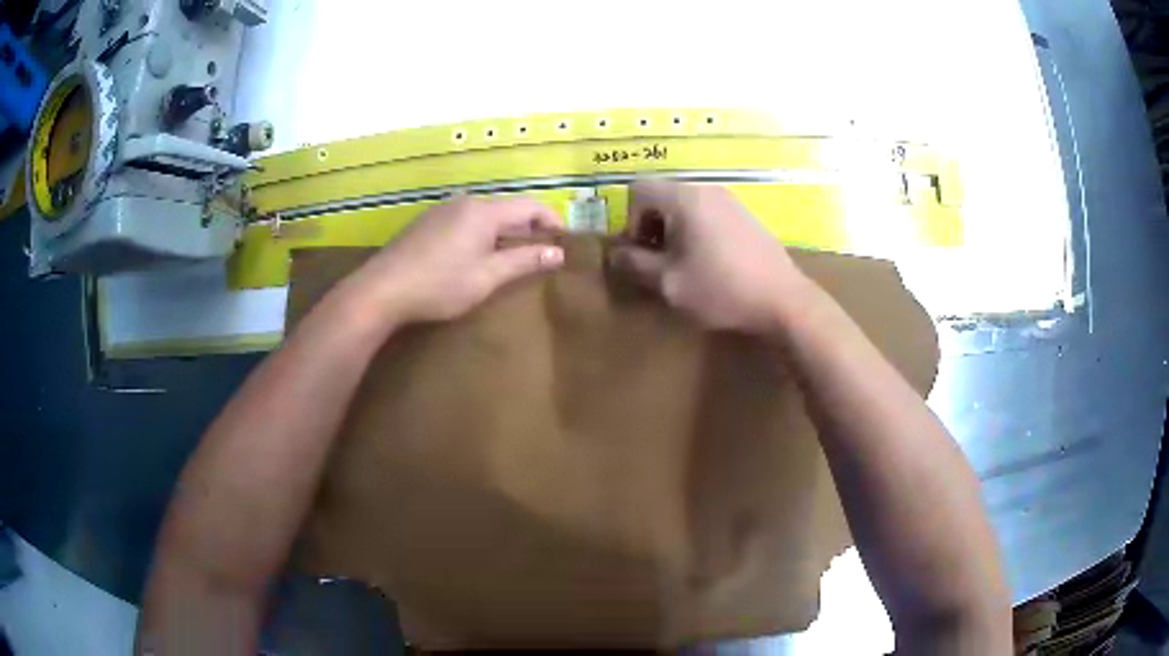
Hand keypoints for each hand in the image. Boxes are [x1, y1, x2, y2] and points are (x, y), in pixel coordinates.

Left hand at [351, 194, 564, 323]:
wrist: (382, 289)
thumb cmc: (439, 285)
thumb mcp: (487, 277)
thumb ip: (524, 261)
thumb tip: (558, 252)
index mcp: (484, 211)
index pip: (529, 206)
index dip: (551, 221)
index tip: (565, 241)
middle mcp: (465, 202)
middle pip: (507, 208)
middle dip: (528, 227)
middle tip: (542, 252)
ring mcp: (442, 210)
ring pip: (484, 215)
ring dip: (503, 231)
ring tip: (512, 256)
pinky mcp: (427, 223)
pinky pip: (465, 221)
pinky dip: (481, 234)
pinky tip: (476, 256)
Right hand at [610, 181, 808, 332]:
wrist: (783, 300)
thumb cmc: (721, 289)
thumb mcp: (669, 283)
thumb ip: (636, 264)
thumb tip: (615, 254)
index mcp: (684, 198)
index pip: (638, 189)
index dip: (629, 219)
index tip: (639, 251)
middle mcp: (706, 189)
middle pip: (662, 194)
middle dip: (651, 225)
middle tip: (656, 260)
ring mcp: (730, 200)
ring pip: (685, 204)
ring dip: (673, 230)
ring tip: (681, 264)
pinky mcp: (745, 215)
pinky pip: (707, 213)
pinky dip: (696, 231)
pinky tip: (708, 262)